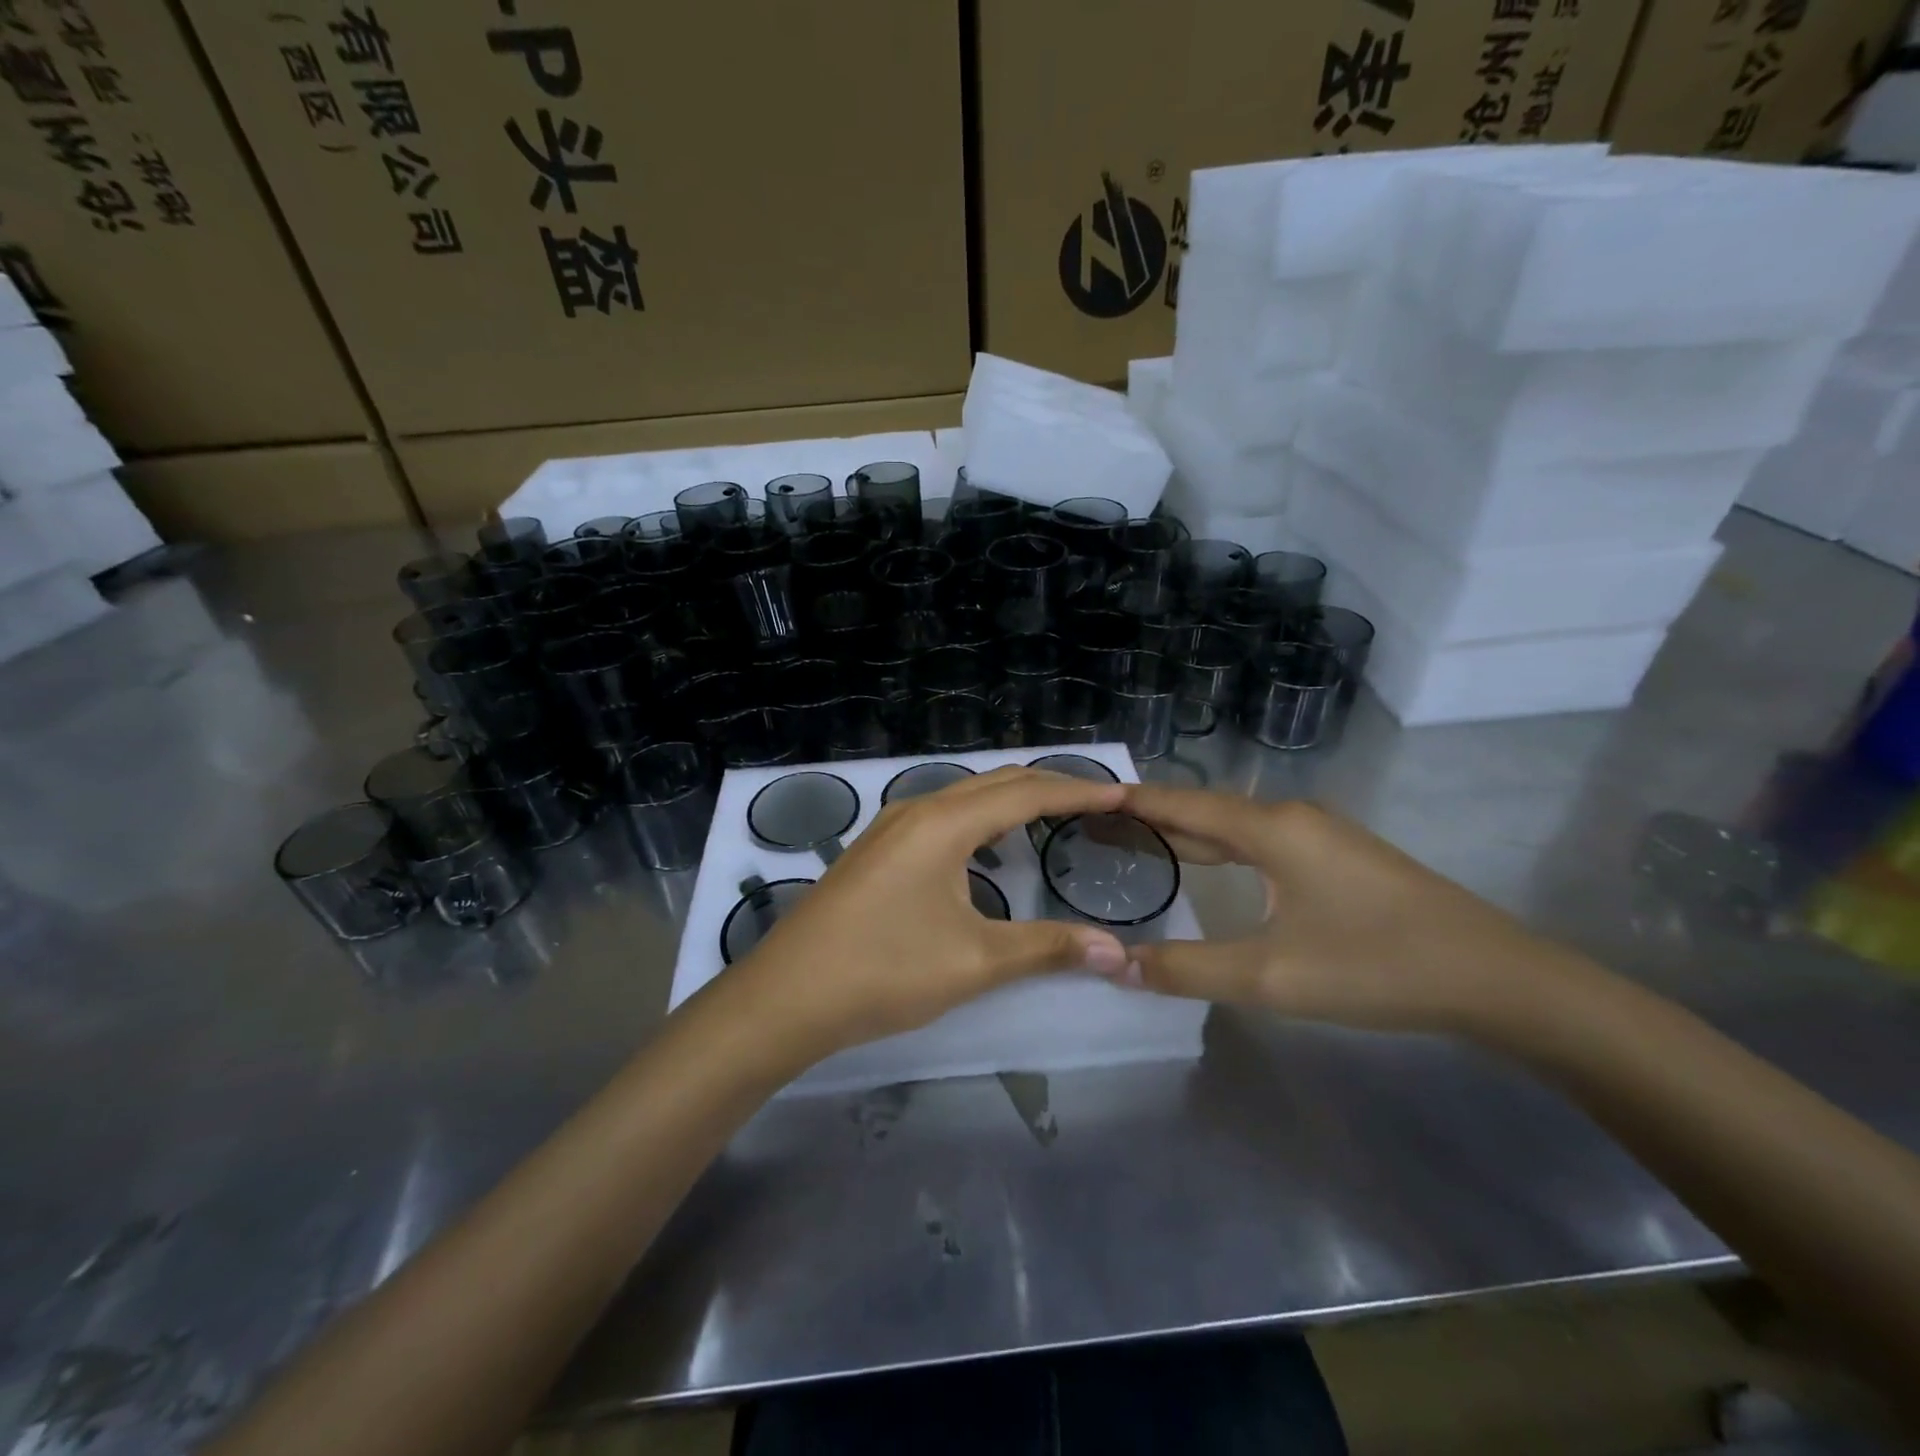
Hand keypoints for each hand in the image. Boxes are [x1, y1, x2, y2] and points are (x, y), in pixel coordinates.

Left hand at [724, 767, 1132, 1067]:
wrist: (786, 995)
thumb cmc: (883, 971)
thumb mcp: (974, 962)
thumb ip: (1046, 947)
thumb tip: (1114, 950)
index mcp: (944, 823)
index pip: (1026, 793)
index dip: (1078, 793)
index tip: (1123, 795)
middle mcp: (918, 809)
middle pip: (996, 783)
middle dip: (1050, 788)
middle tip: (1099, 804)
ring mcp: (891, 827)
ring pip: (966, 797)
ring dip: (1012, 801)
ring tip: (1054, 818)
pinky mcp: (877, 849)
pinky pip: (943, 816)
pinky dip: (981, 820)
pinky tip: (990, 849)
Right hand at [1113, 784, 1590, 1036]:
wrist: (1497, 980)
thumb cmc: (1376, 966)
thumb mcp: (1271, 976)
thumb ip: (1187, 969)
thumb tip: (1115, 965)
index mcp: (1272, 829)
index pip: (1184, 804)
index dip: (1134, 802)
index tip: (1087, 797)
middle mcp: (1293, 819)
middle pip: (1208, 810)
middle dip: (1154, 816)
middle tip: (1100, 824)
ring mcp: (1323, 836)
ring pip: (1238, 826)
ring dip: (1190, 833)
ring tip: (1142, 842)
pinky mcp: (1342, 860)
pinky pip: (1263, 842)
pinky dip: (1223, 848)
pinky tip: (1214, 867)